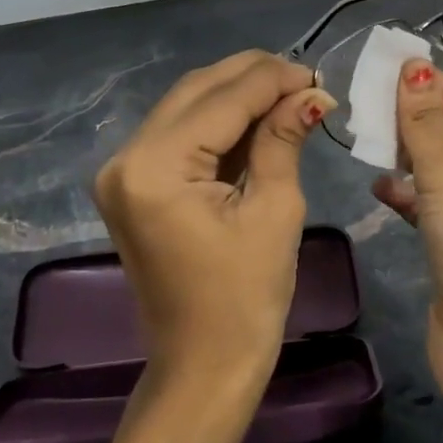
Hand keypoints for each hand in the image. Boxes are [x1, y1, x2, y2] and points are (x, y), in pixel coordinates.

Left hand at [93, 51, 333, 390]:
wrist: (202, 367)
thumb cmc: (245, 300)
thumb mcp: (275, 211)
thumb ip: (283, 139)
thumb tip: (310, 94)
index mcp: (156, 166)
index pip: (223, 99)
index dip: (274, 79)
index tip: (318, 75)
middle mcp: (126, 157)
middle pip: (197, 91)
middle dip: (254, 78)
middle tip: (306, 81)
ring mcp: (124, 170)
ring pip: (187, 106)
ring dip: (237, 96)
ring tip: (290, 96)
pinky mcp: (134, 184)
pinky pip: (180, 135)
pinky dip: (219, 123)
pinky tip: (259, 119)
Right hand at [373, 59, 442, 401]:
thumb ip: (425, 121)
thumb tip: (412, 68)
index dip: (442, 87)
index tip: (393, 76)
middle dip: (423, 120)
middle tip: (372, 106)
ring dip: (412, 156)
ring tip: (370, 141)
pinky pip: (435, 206)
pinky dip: (410, 195)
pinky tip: (379, 189)